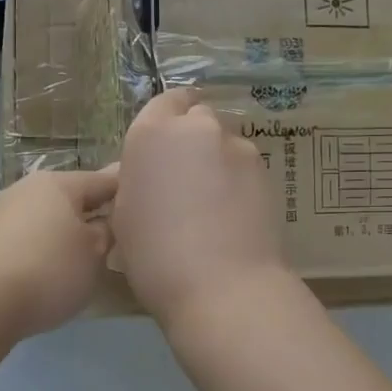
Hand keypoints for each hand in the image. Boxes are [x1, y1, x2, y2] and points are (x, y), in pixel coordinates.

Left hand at [0, 167, 119, 337]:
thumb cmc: (50, 269)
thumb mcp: (95, 253)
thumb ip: (108, 231)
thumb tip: (108, 219)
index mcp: (58, 183)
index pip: (103, 181)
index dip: (126, 192)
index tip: (144, 203)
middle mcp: (26, 189)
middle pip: (70, 198)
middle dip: (92, 213)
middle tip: (117, 234)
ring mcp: (0, 214)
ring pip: (45, 218)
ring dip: (64, 232)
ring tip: (85, 256)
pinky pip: (25, 239)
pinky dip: (41, 249)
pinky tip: (50, 269)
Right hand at [111, 88, 287, 327]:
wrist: (222, 288)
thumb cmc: (155, 257)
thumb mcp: (124, 217)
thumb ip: (138, 180)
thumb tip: (153, 176)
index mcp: (152, 134)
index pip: (164, 103)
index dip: (165, 122)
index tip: (163, 149)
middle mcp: (197, 130)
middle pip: (197, 118)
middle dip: (192, 139)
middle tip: (185, 179)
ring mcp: (238, 148)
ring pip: (224, 143)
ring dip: (217, 161)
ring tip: (212, 204)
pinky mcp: (267, 172)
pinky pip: (245, 168)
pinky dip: (238, 182)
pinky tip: (232, 216)